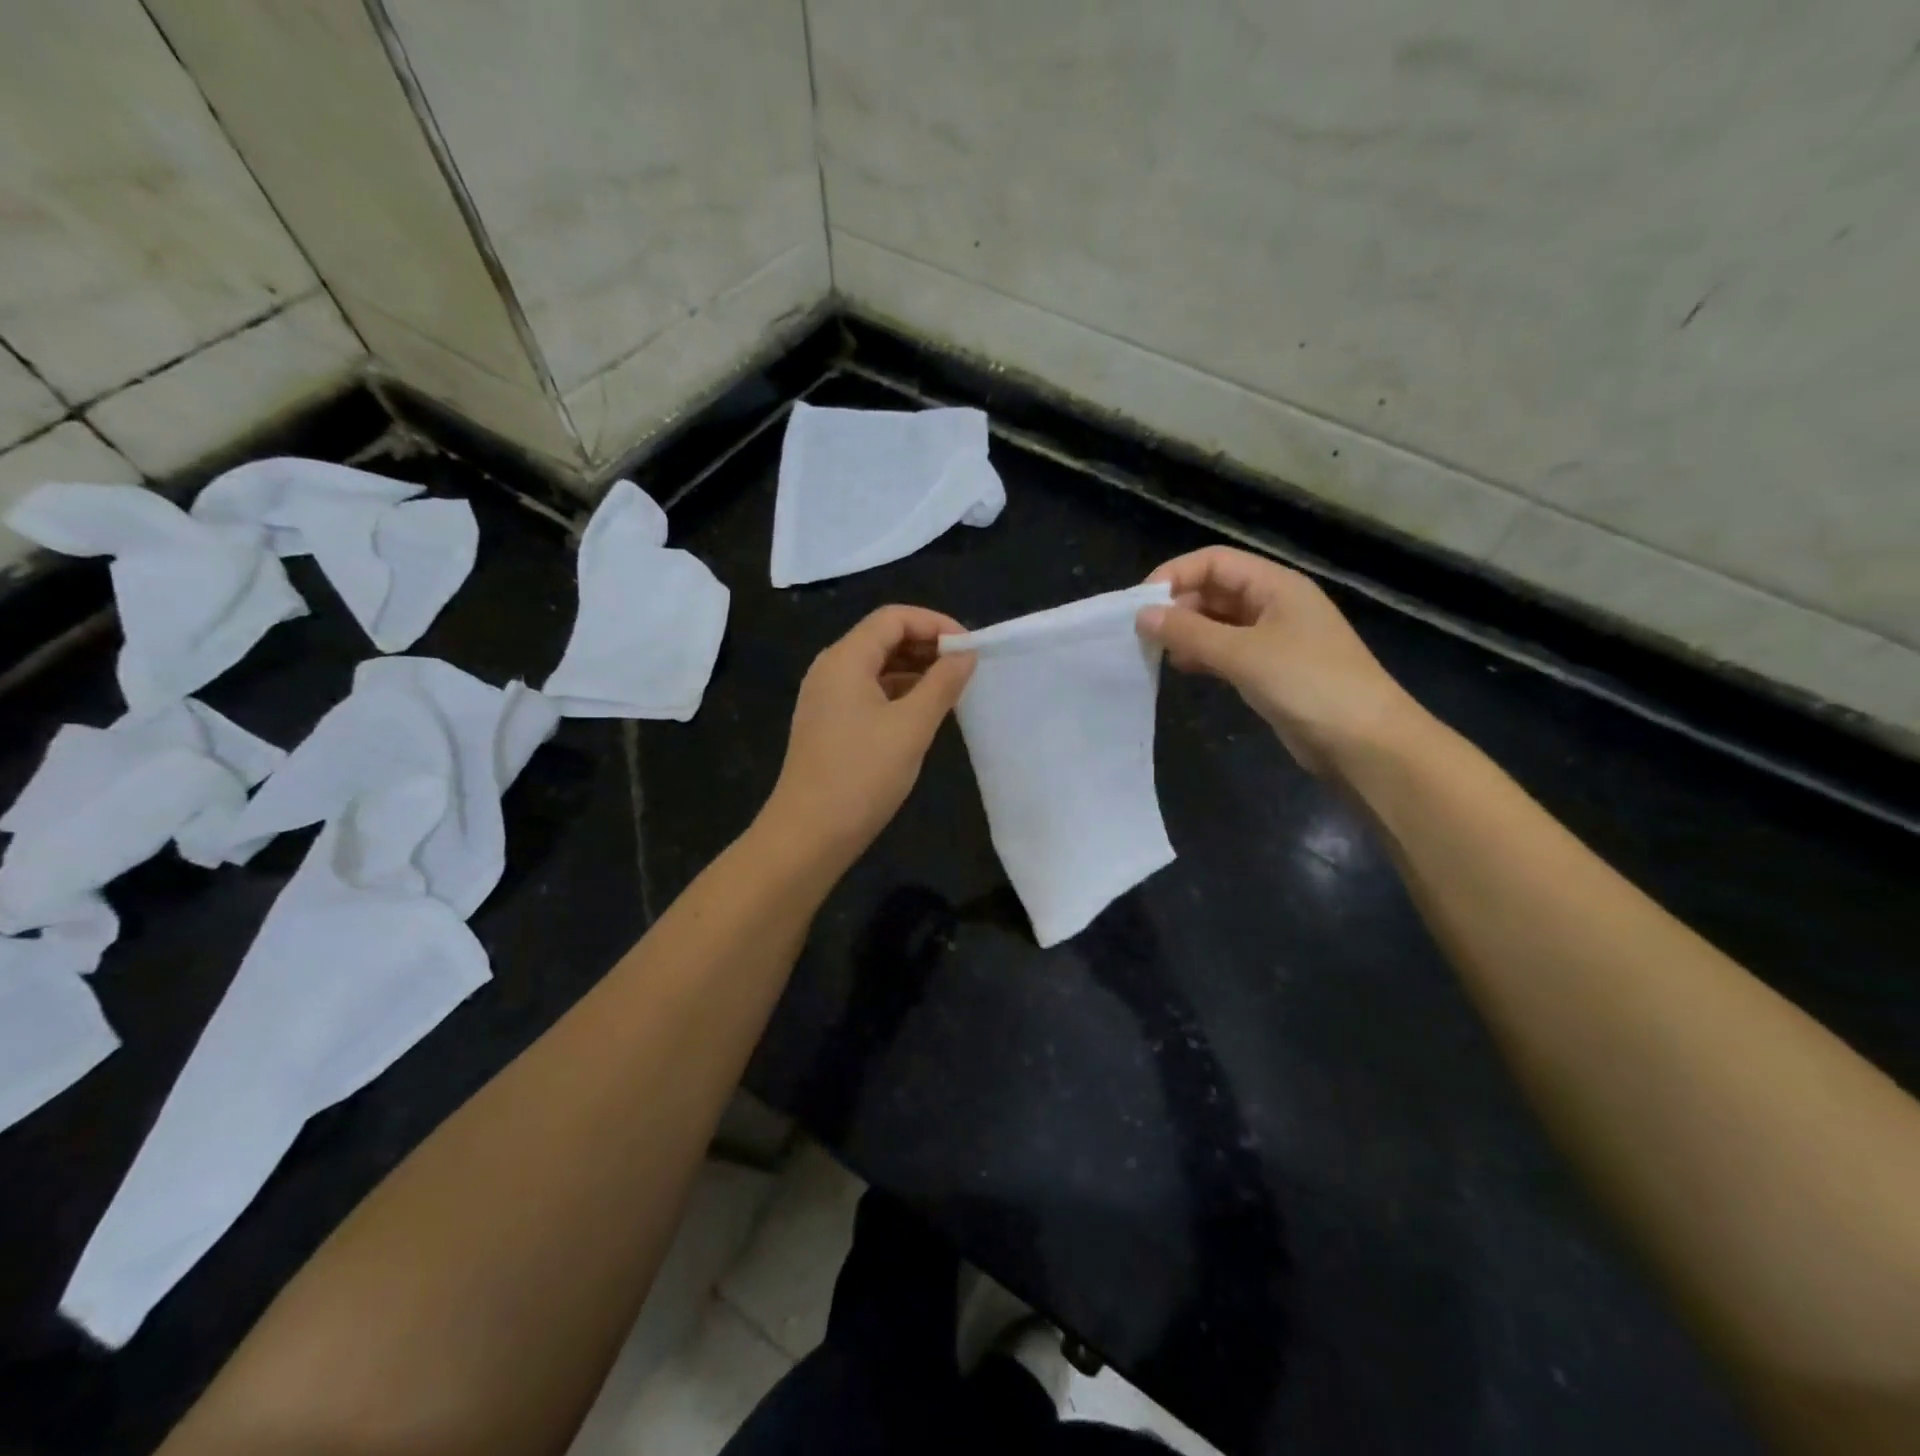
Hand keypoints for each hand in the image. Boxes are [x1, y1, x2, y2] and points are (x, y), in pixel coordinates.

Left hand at [761, 605, 974, 868]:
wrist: (809, 833)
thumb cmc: (862, 775)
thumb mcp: (911, 726)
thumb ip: (942, 684)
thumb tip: (965, 654)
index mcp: (845, 659)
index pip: (893, 618)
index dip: (935, 623)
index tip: (969, 647)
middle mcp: (831, 669)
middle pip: (883, 638)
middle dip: (926, 645)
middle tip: (966, 668)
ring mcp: (826, 698)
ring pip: (876, 667)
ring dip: (915, 670)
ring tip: (952, 689)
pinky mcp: (829, 723)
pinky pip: (868, 692)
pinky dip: (899, 693)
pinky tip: (924, 712)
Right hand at [1137, 546, 1425, 776]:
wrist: (1365, 742)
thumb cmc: (1308, 684)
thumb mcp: (1243, 654)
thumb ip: (1189, 633)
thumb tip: (1142, 615)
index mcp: (1275, 585)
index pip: (1214, 562)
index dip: (1175, 575)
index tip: (1139, 604)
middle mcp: (1274, 604)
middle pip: (1215, 590)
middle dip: (1178, 606)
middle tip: (1142, 634)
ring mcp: (1274, 639)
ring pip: (1218, 623)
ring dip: (1187, 633)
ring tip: (1156, 652)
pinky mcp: (1271, 671)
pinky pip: (1227, 652)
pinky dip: (1202, 656)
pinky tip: (1182, 669)